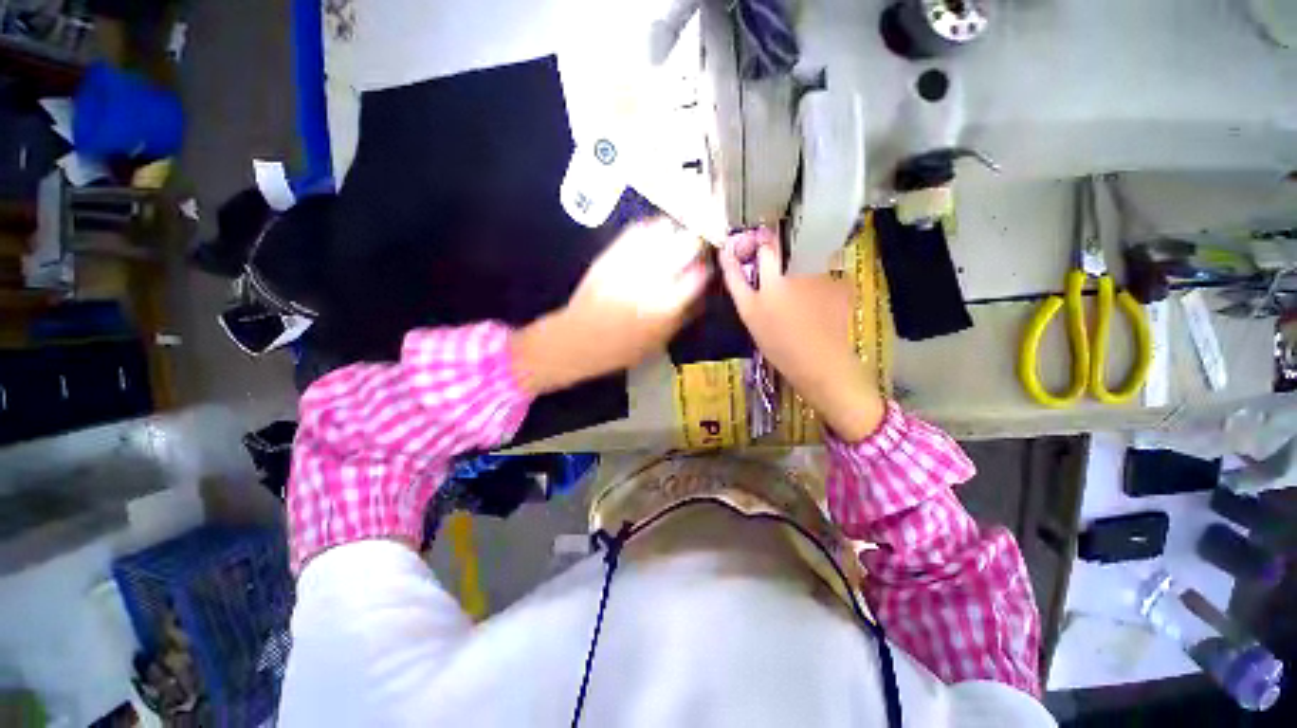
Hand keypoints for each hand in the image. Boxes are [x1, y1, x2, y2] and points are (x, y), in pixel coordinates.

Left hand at [511, 218, 708, 394]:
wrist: (579, 339)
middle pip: (686, 245)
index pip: (699, 275)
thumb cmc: (622, 348)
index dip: (706, 268)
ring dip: (676, 229)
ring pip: (664, 231)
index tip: (706, 267)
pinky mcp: (612, 255)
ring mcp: (631, 264)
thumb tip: (701, 297)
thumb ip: (683, 318)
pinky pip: (637, 231)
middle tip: (697, 242)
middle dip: (696, 240)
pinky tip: (655, 230)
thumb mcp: (659, 341)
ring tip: (678, 233)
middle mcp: (653, 279)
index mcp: (667, 305)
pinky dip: (650, 227)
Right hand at [719, 228, 883, 440]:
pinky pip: (823, 275)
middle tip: (775, 283)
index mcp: (777, 271)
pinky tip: (814, 305)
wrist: (820, 362)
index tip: (753, 250)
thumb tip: (726, 252)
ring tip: (796, 300)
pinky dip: (816, 284)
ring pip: (806, 261)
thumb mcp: (748, 312)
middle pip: (788, 249)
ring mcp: (825, 273)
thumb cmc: (777, 340)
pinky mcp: (841, 284)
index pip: (765, 243)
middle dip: (780, 258)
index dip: (757, 243)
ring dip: (798, 271)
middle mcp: (802, 265)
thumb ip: (736, 280)